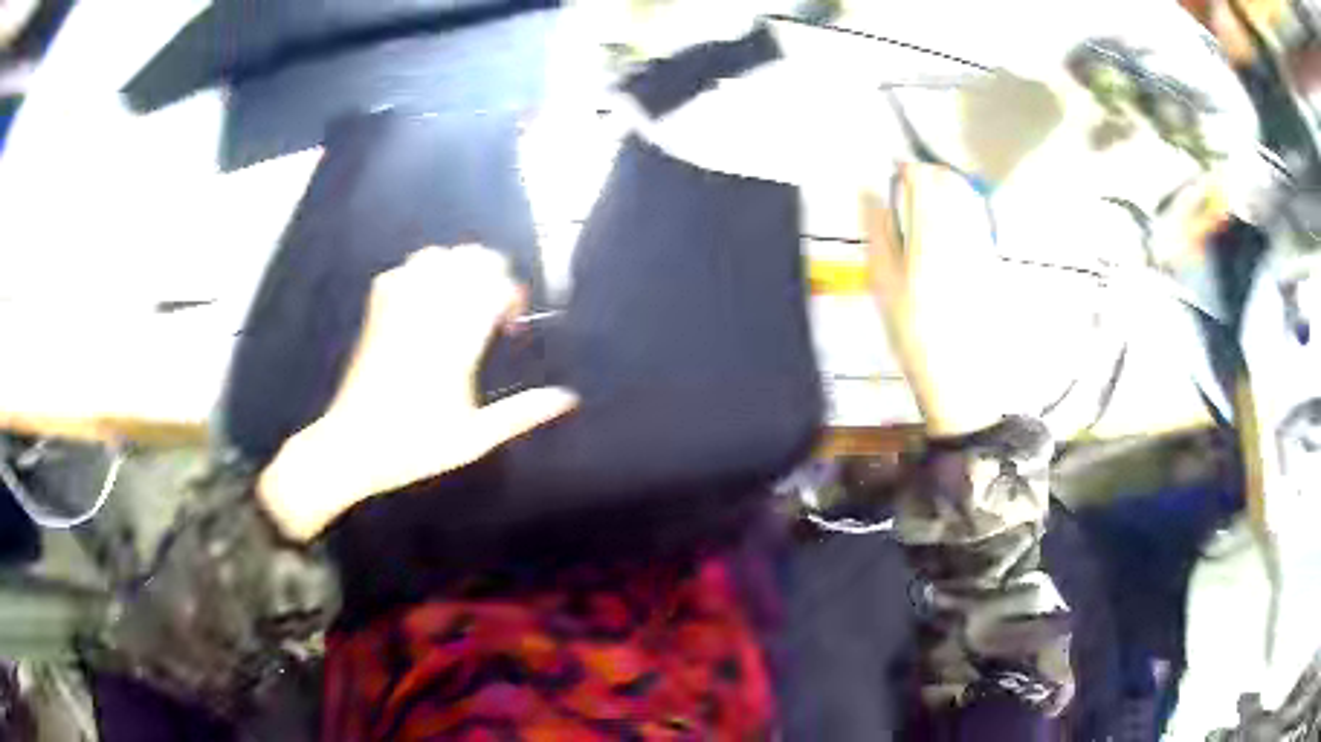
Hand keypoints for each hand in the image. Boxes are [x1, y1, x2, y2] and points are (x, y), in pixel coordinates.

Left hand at [258, 245, 577, 540]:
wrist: (352, 446)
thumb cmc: (415, 446)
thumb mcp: (474, 438)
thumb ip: (522, 413)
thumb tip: (569, 398)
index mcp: (456, 343)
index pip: (494, 286)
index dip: (510, 295)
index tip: (509, 323)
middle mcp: (428, 315)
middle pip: (467, 258)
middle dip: (488, 272)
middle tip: (489, 305)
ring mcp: (397, 308)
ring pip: (434, 255)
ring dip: (455, 268)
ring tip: (459, 298)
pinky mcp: (375, 312)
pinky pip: (400, 270)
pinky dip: (418, 274)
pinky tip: (423, 301)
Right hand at [863, 164, 1010, 436]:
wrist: (961, 374)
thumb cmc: (915, 331)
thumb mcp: (883, 283)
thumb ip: (877, 230)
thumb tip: (869, 191)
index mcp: (931, 231)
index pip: (923, 177)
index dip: (906, 169)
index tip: (892, 175)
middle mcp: (962, 230)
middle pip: (950, 180)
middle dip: (929, 174)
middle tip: (908, 187)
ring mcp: (982, 243)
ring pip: (968, 195)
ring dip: (947, 188)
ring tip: (927, 205)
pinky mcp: (992, 258)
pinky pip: (978, 217)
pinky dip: (962, 209)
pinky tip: (947, 230)